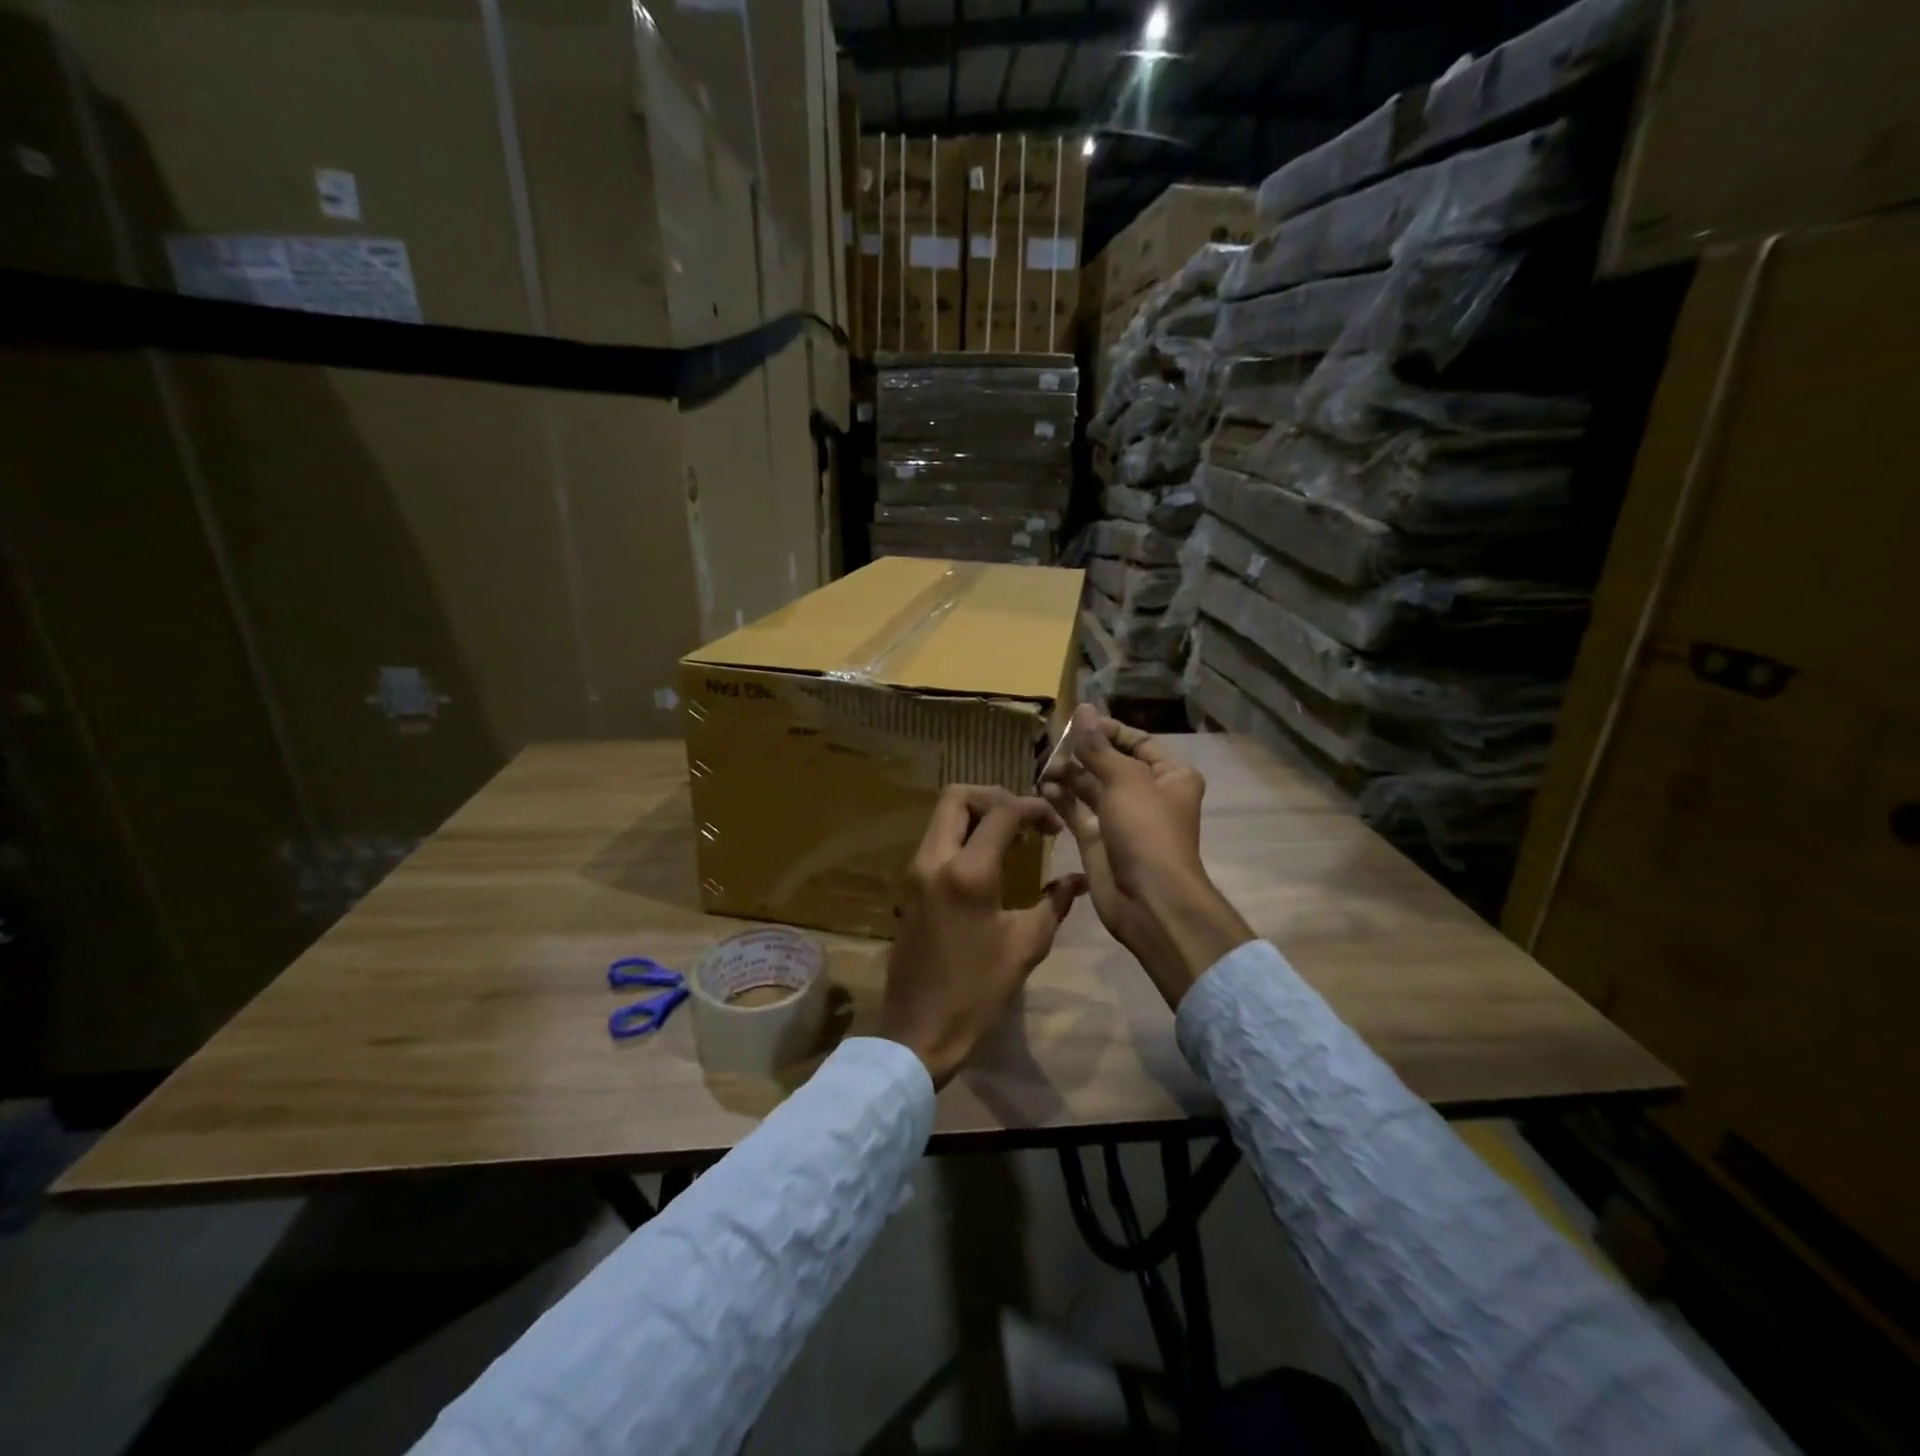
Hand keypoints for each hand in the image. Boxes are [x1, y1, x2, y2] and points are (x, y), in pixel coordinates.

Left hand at [881, 785, 1086, 1087]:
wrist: (919, 1030)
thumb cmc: (977, 991)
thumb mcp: (1026, 945)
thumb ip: (1056, 902)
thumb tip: (1078, 879)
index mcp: (967, 872)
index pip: (1001, 812)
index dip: (1033, 807)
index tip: (1055, 826)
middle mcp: (933, 860)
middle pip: (957, 796)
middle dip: (995, 797)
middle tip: (1025, 821)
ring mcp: (914, 872)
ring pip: (941, 817)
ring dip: (976, 816)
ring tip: (1011, 840)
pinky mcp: (908, 887)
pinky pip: (935, 841)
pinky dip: (961, 836)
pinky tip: (988, 862)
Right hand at [1042, 706, 1252, 1007]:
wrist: (1148, 900)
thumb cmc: (1146, 831)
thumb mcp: (1124, 780)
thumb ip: (1098, 747)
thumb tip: (1083, 709)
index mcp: (1170, 775)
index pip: (1137, 741)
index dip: (1107, 730)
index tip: (1075, 722)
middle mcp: (1147, 794)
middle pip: (1110, 763)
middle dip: (1082, 753)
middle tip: (1050, 743)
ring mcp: (1121, 819)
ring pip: (1090, 788)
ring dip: (1068, 775)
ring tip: (1043, 765)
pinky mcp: (1098, 841)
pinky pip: (1077, 812)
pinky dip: (1061, 799)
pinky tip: (1042, 787)